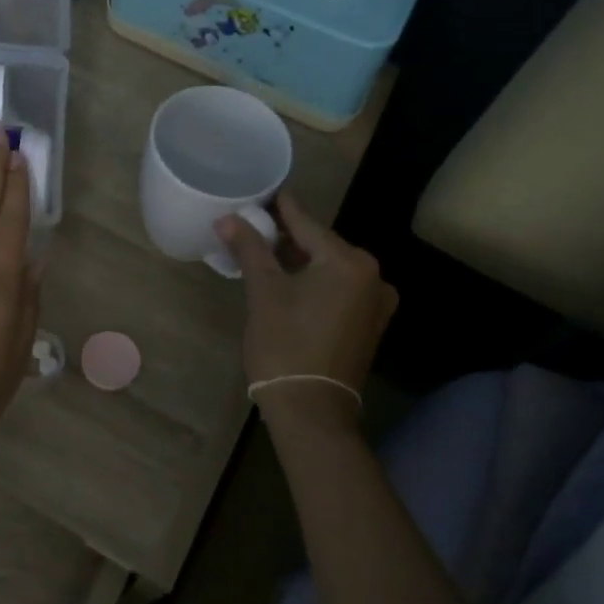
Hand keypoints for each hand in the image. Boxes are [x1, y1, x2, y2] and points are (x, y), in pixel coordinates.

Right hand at [218, 195, 397, 430]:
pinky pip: (339, 288)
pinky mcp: (370, 323)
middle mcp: (373, 275)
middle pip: (321, 244)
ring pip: (330, 268)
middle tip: (253, 227)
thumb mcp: (263, 292)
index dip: (280, 207)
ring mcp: (376, 302)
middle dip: (287, 236)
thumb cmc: (285, 345)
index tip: (261, 192)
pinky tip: (289, 282)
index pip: (306, 222)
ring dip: (299, 260)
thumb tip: (227, 217)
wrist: (311, 410)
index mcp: (349, 262)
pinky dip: (315, 282)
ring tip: (264, 254)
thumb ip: (250, 249)